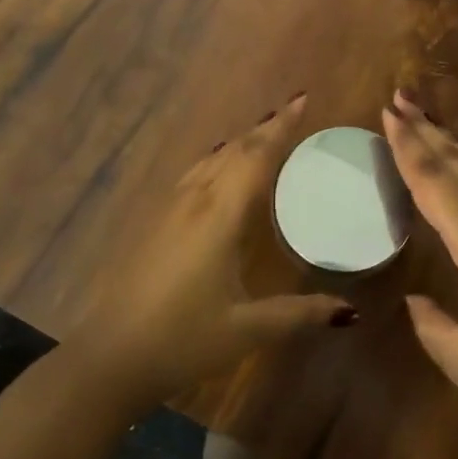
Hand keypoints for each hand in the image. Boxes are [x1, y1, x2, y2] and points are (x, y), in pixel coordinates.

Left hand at [63, 92, 355, 411]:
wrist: (108, 358)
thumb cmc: (182, 339)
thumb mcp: (247, 329)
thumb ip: (299, 314)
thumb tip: (350, 311)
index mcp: (219, 216)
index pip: (255, 157)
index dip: (281, 127)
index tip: (302, 100)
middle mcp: (194, 201)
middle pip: (233, 150)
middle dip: (264, 128)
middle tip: (292, 111)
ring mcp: (168, 210)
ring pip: (209, 160)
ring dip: (239, 142)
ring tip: (262, 134)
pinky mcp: (154, 223)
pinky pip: (193, 175)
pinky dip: (217, 160)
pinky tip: (218, 170)